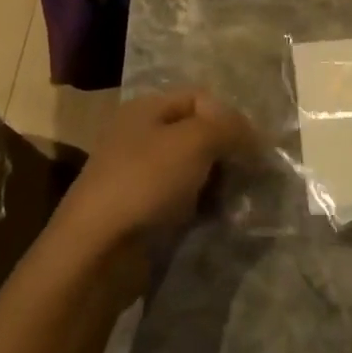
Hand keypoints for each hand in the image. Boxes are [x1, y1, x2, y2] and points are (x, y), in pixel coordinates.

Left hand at [51, 90, 258, 262]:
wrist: (96, 253)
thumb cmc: (145, 182)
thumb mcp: (195, 140)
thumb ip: (230, 128)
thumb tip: (254, 138)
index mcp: (146, 109)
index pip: (201, 99)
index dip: (230, 117)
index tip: (254, 147)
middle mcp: (141, 137)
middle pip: (198, 134)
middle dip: (227, 152)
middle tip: (250, 175)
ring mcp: (140, 178)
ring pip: (193, 171)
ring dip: (219, 183)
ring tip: (238, 201)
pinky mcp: (142, 215)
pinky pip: (183, 202)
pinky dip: (203, 208)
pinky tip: (219, 219)